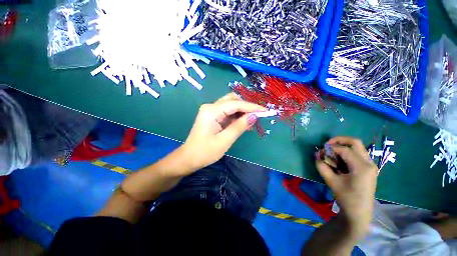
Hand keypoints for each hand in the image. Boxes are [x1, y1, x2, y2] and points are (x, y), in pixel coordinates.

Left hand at [178, 93, 265, 171]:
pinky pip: (227, 112)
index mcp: (211, 111)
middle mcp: (210, 107)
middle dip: (246, 106)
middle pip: (232, 100)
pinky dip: (236, 116)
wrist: (189, 158)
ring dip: (242, 111)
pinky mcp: (212, 116)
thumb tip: (254, 116)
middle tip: (258, 115)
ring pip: (230, 105)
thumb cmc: (205, 152)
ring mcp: (211, 111)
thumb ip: (239, 126)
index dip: (251, 107)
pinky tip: (244, 122)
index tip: (265, 110)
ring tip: (253, 120)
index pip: (235, 104)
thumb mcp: (224, 140)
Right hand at [316, 136, 377, 238]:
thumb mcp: (331, 181)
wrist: (359, 213)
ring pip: (357, 148)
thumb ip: (322, 166)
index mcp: (361, 167)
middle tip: (327, 145)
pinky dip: (347, 153)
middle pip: (355, 142)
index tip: (320, 152)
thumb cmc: (346, 198)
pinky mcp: (368, 169)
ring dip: (343, 147)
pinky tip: (339, 161)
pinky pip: (357, 155)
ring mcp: (370, 166)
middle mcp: (369, 163)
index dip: (330, 148)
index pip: (344, 150)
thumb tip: (317, 155)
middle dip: (339, 140)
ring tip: (332, 154)